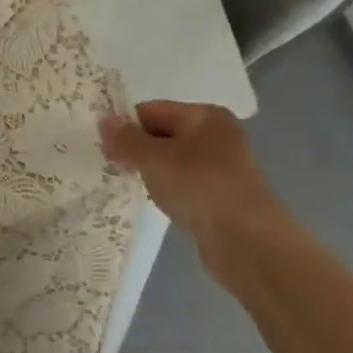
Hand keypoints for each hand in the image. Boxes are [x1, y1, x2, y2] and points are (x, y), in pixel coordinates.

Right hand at [100, 101, 281, 251]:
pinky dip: (168, 188)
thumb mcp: (154, 159)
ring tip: (133, 185)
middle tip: (113, 167)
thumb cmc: (199, 187)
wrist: (247, 242)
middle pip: (162, 133)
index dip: (125, 127)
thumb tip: (104, 120)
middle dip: (137, 149)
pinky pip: (184, 181)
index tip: (105, 149)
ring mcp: (222, 165)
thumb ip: (126, 139)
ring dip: (151, 170)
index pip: (152, 110)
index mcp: (205, 115)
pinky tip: (158, 201)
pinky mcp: (222, 193)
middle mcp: (217, 134)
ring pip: (172, 160)